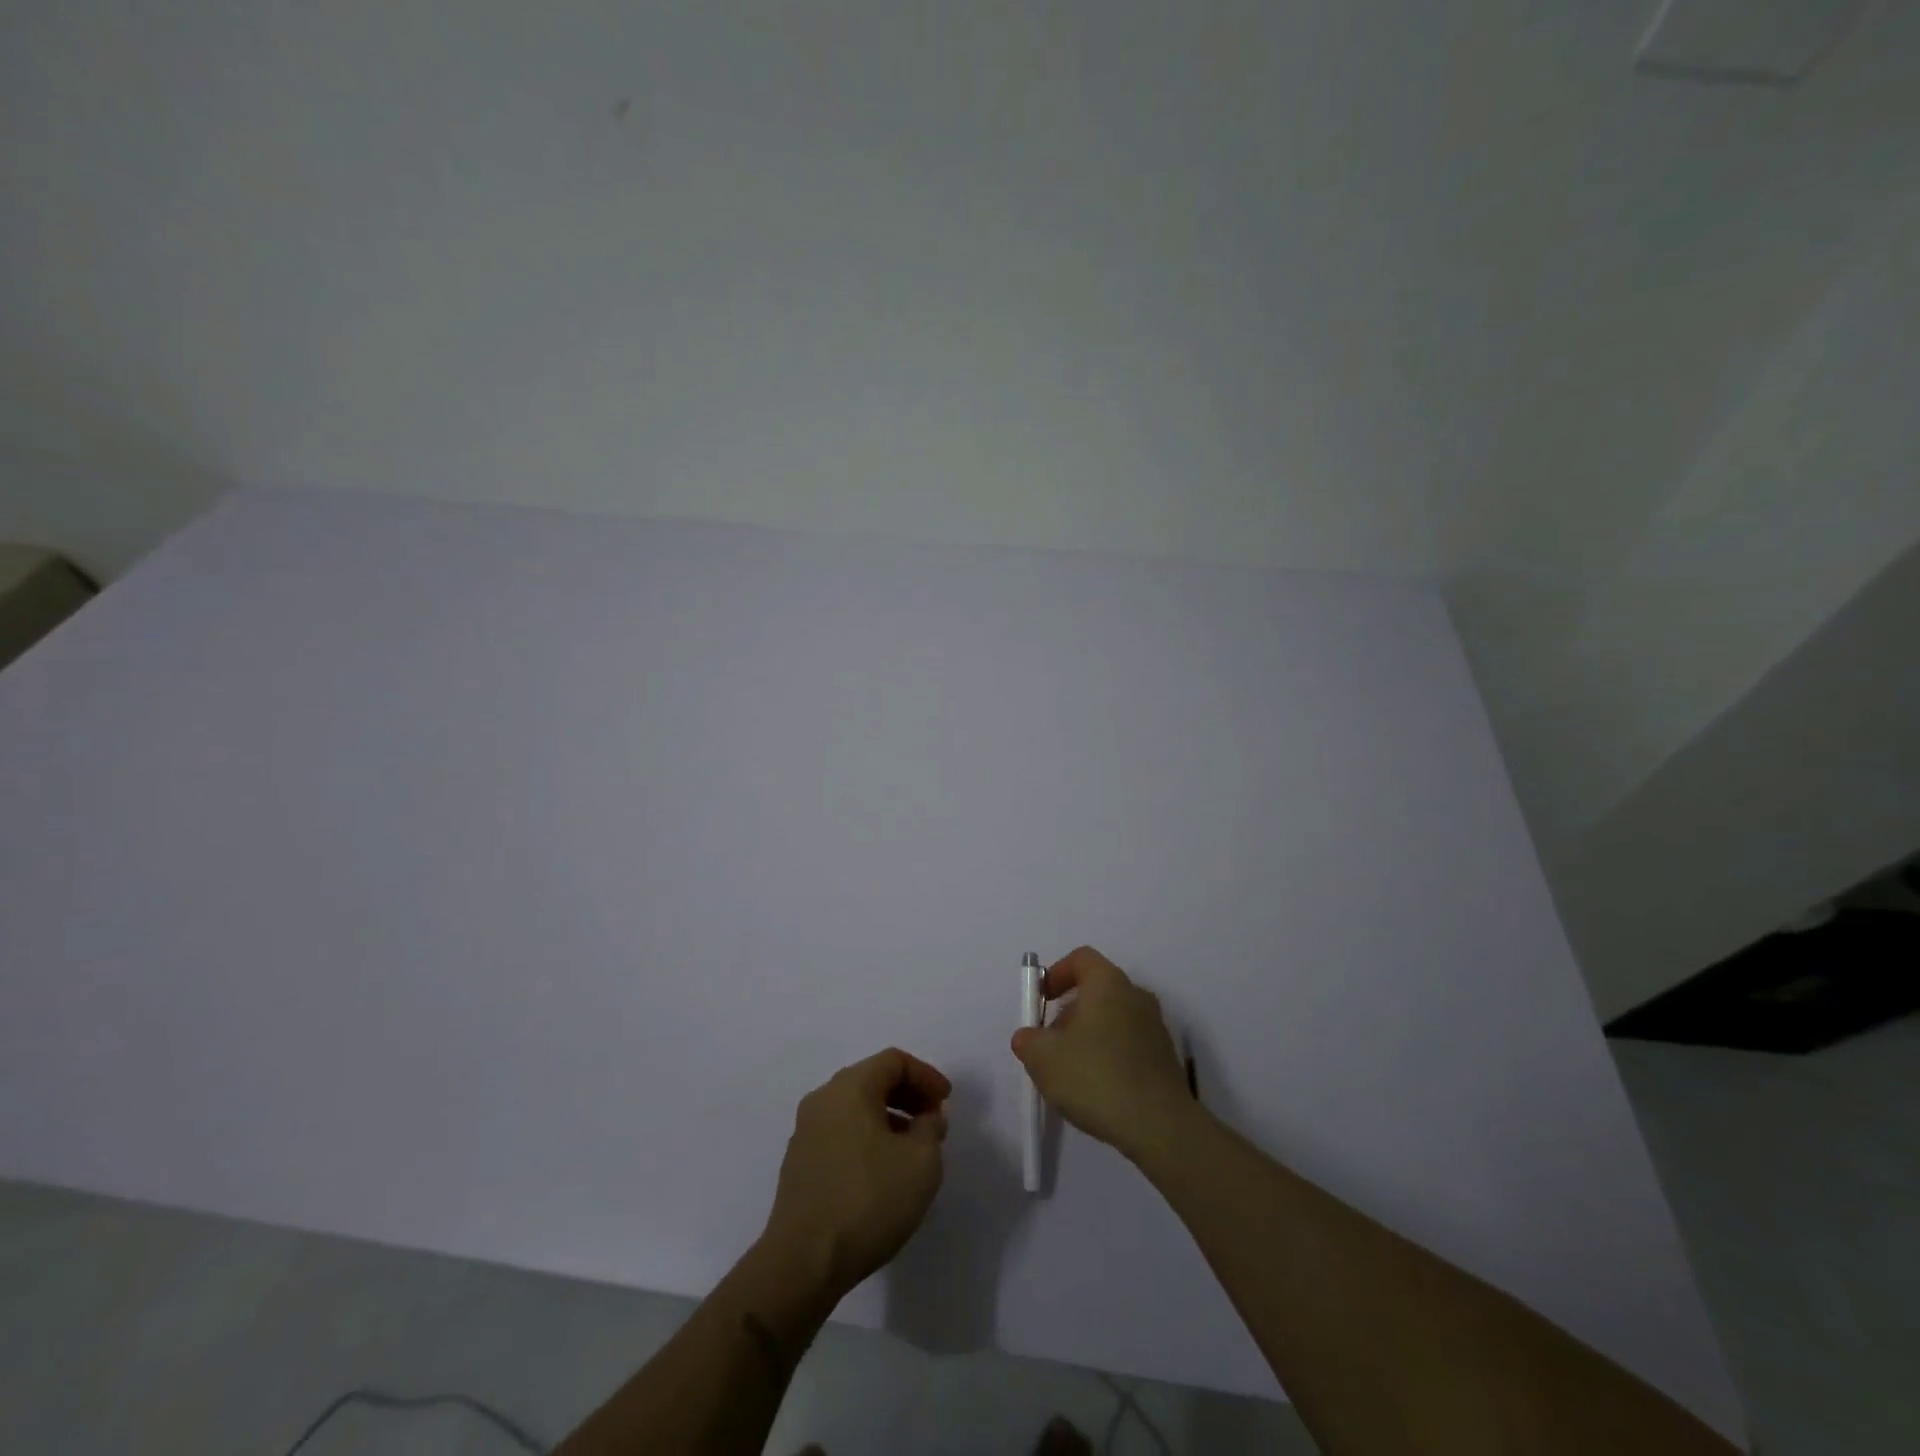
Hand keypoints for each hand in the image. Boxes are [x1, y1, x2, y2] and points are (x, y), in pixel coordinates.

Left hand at [762, 1048, 950, 1300]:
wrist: (803, 1262)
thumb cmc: (868, 1200)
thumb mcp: (921, 1162)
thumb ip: (931, 1128)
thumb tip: (926, 1118)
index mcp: (850, 1087)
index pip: (894, 1061)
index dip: (926, 1075)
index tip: (946, 1102)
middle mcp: (823, 1099)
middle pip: (872, 1079)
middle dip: (908, 1095)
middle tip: (933, 1122)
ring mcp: (806, 1131)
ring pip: (855, 1108)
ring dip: (888, 1118)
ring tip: (912, 1150)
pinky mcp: (798, 1163)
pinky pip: (841, 1133)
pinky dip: (867, 1138)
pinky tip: (882, 1172)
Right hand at [1011, 947, 1195, 1165]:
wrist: (1160, 1126)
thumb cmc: (1096, 1077)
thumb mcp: (1043, 1058)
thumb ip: (1028, 1040)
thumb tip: (1029, 1037)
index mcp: (1108, 983)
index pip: (1081, 958)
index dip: (1056, 974)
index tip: (1042, 1001)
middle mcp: (1135, 995)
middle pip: (1096, 989)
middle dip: (1069, 1012)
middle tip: (1052, 1043)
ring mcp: (1155, 1026)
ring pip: (1113, 1018)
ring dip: (1089, 1035)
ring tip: (1073, 1072)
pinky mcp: (1165, 1057)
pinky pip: (1129, 1043)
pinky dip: (1110, 1055)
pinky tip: (1099, 1089)